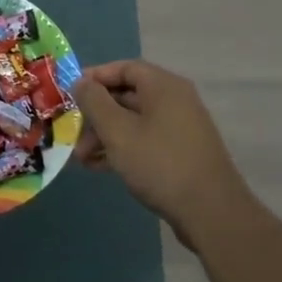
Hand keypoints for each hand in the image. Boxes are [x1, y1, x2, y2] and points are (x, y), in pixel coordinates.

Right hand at [72, 60, 247, 246]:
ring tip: (81, 158)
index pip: (124, 68)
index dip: (95, 77)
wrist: (211, 213)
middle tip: (72, 132)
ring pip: (134, 121)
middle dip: (96, 114)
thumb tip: (80, 81)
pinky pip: (145, 140)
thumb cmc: (160, 163)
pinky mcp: (182, 153)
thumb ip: (94, 102)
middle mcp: (175, 100)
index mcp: (164, 86)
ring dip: (105, 135)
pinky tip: (100, 167)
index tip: (69, 93)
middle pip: (127, 95)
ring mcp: (181, 127)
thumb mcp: (118, 131)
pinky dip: (123, 148)